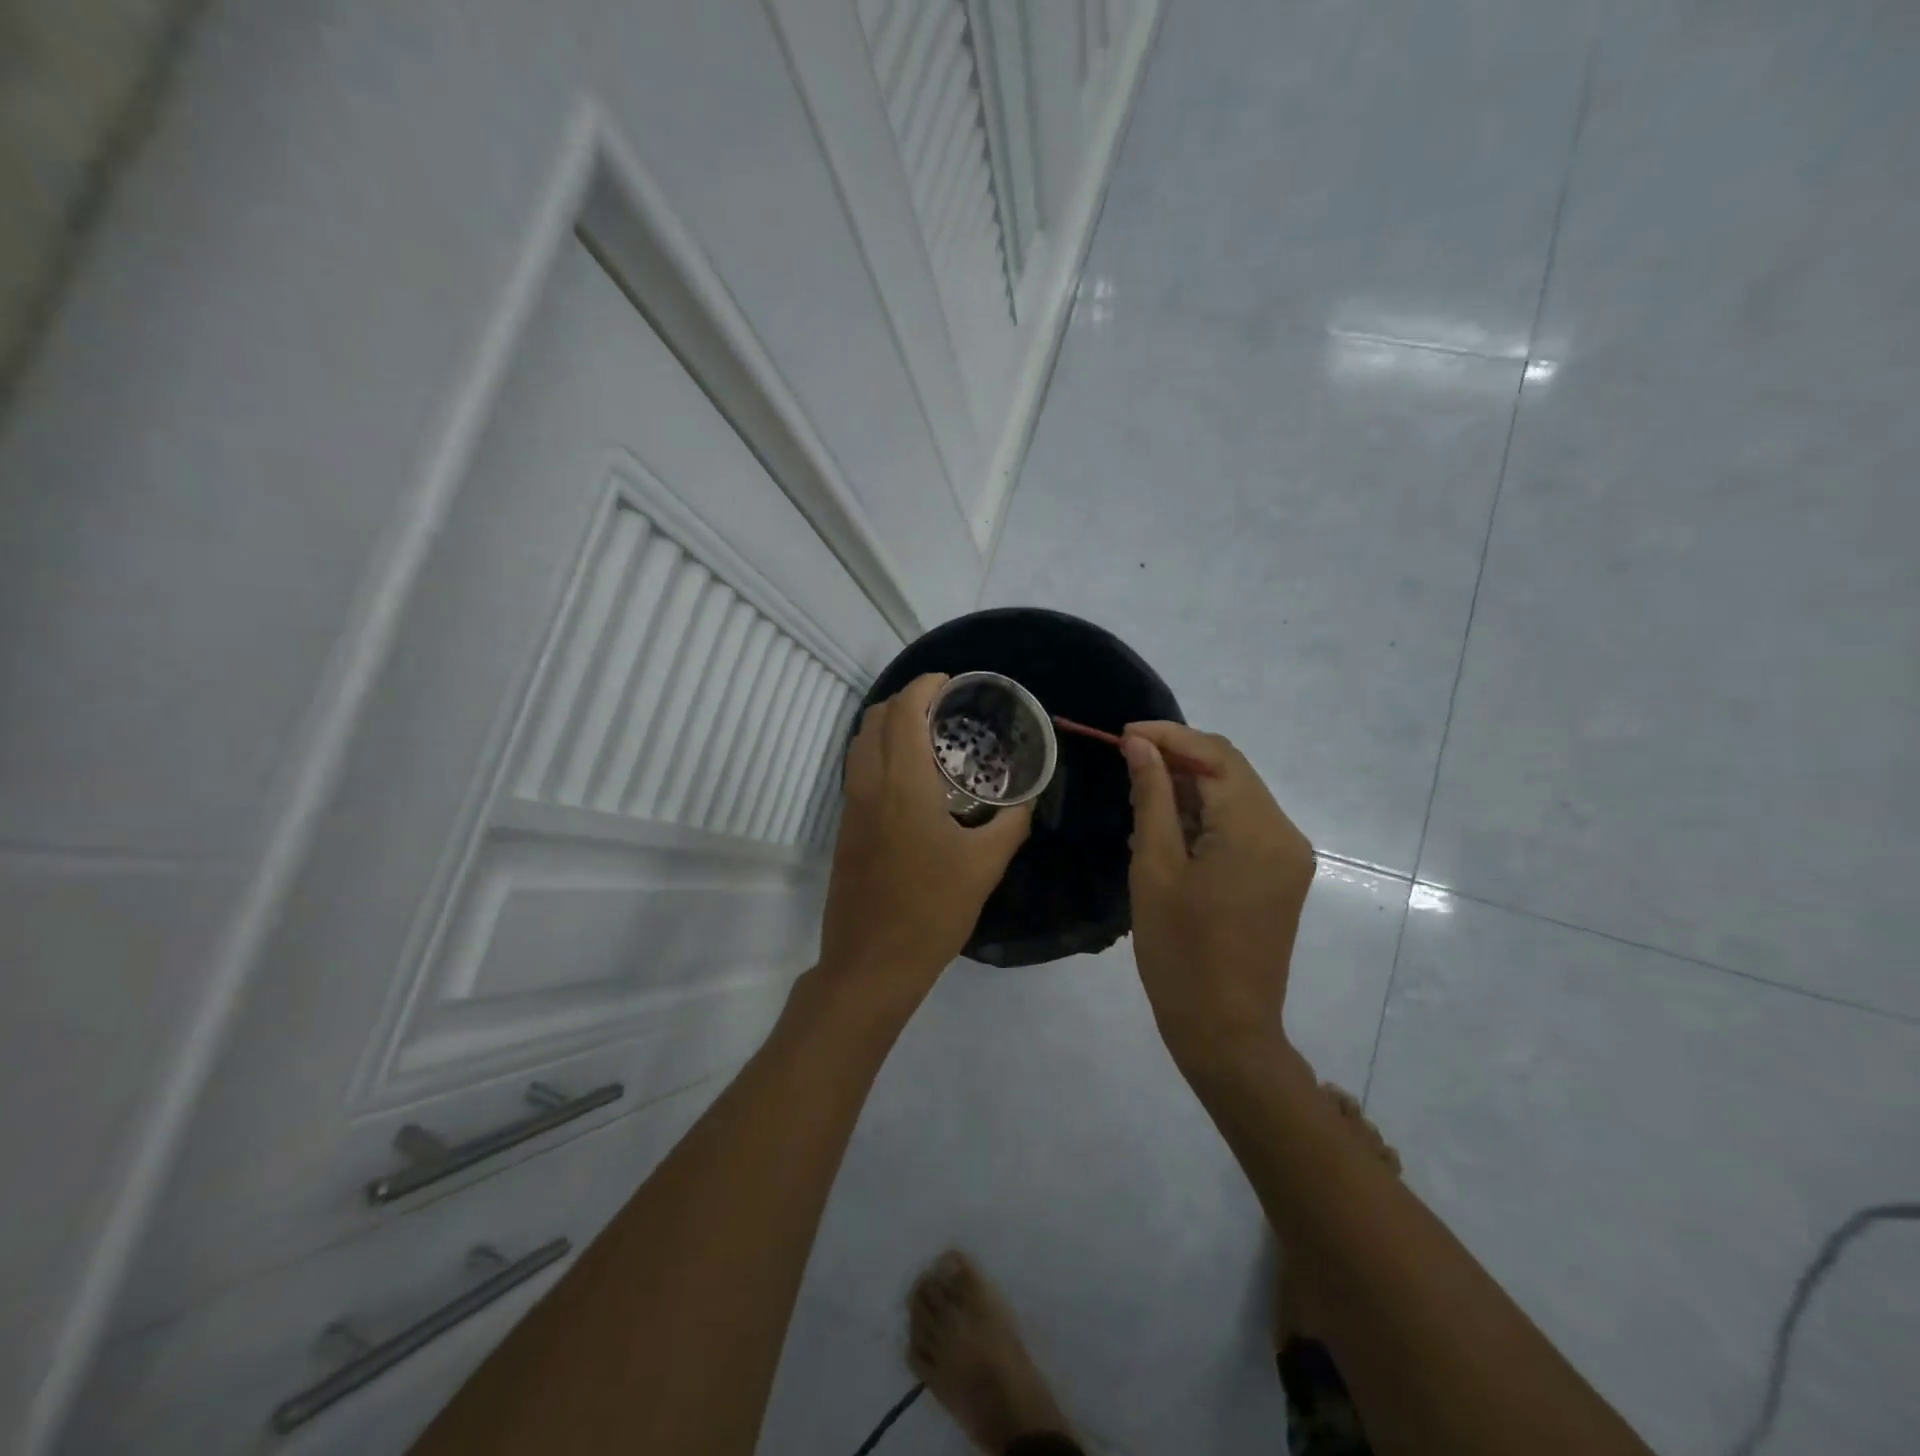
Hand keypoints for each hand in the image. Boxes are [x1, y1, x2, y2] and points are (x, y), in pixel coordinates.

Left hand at [817, 674, 1031, 1007]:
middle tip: (943, 709)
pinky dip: (879, 753)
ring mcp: (850, 807)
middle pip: (874, 718)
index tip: (951, 683)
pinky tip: (912, 778)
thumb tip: (1028, 798)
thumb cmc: (933, 910)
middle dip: (905, 700)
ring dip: (888, 726)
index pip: (902, 712)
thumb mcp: (985, 865)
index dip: (924, 686)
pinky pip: (858, 770)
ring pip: (860, 744)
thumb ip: (1011, 823)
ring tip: (928, 737)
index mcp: (902, 785)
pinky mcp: (845, 829)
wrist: (872, 963)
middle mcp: (869, 786)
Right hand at [1121, 722, 1314, 1069]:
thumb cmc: (1180, 952)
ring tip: (1139, 799)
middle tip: (1126, 764)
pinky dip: (1205, 817)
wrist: (1225, 1031)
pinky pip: (1241, 825)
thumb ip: (1152, 797)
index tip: (1124, 734)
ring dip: (1190, 789)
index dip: (1170, 736)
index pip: (1217, 755)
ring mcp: (1287, 855)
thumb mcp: (1154, 867)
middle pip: (1231, 771)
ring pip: (1235, 796)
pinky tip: (1167, 828)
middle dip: (1178, 759)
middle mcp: (1284, 833)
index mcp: (1257, 830)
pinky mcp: (1280, 874)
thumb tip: (1140, 745)